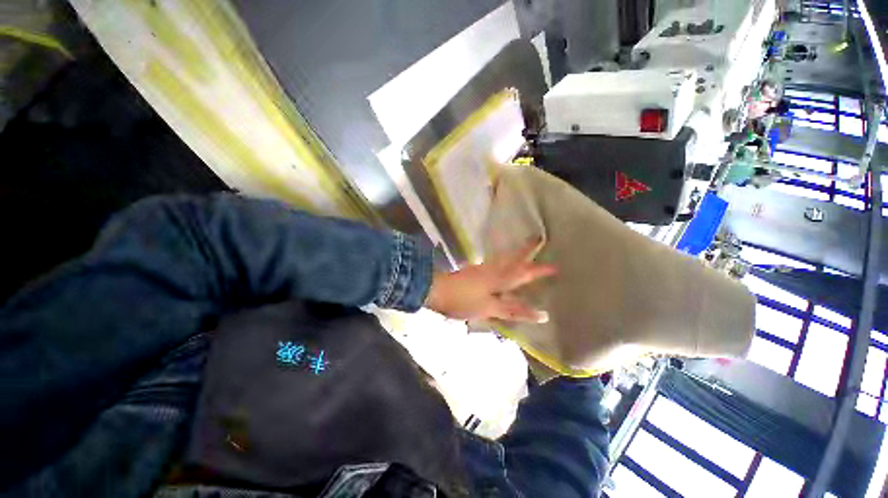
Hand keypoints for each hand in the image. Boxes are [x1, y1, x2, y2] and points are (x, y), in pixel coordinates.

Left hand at [425, 239, 556, 322]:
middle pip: (513, 259)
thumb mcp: (489, 308)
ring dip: (514, 253)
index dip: (539, 271)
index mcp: (499, 279)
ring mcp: (481, 268)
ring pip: (502, 258)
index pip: (524, 274)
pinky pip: (493, 263)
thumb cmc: (463, 301)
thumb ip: (513, 310)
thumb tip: (542, 314)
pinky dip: (501, 260)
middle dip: (526, 250)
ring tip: (523, 249)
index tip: (555, 267)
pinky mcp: (473, 271)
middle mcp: (492, 270)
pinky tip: (500, 263)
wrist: (436, 290)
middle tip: (537, 239)